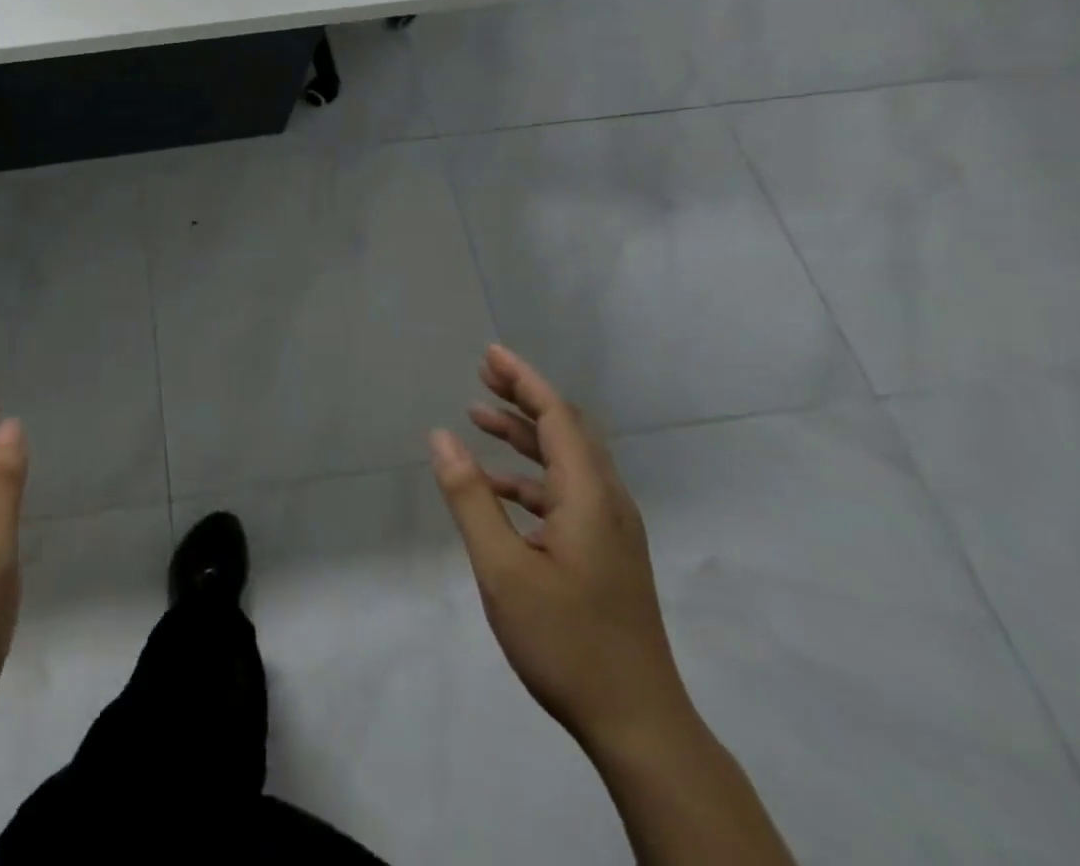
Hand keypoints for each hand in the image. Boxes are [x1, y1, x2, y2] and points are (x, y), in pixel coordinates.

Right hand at [429, 345, 689, 755]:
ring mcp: (610, 529)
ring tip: (478, 418)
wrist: (639, 724)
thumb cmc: (566, 641)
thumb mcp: (502, 568)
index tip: (490, 353)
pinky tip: (497, 487)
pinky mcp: (606, 552)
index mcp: (589, 496)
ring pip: (565, 461)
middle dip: (523, 396)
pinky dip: (530, 476)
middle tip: (482, 373)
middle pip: (566, 429)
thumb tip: (441, 437)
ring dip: (524, 435)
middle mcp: (607, 501)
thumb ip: (470, 497)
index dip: (523, 379)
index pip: (556, 416)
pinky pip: (565, 492)